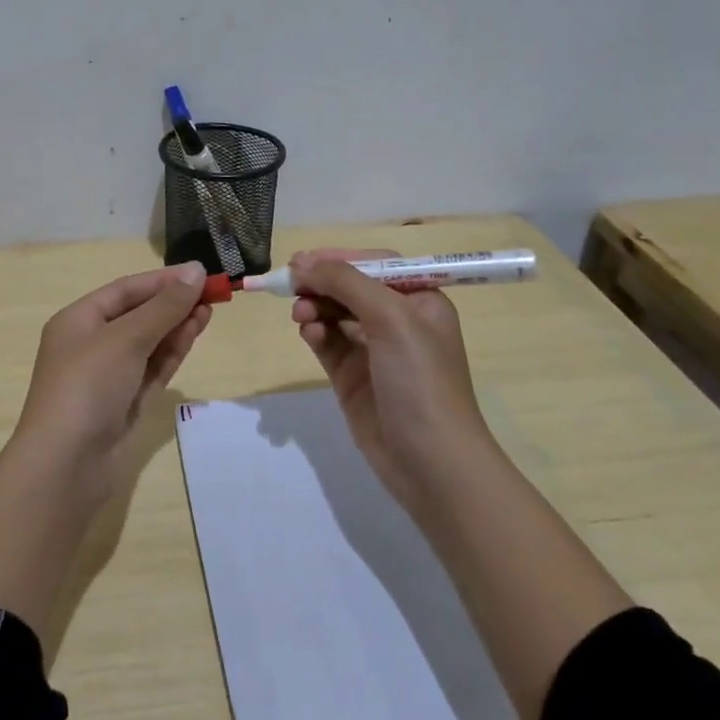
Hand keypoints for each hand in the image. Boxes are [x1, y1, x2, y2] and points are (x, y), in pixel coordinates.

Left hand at [10, 261, 212, 494]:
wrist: (66, 464)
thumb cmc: (88, 387)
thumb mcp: (126, 338)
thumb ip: (164, 307)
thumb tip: (196, 271)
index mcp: (78, 321)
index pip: (125, 290)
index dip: (163, 280)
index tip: (201, 273)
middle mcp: (91, 344)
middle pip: (138, 314)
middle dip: (173, 303)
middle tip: (213, 293)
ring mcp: (108, 376)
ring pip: (148, 342)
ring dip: (177, 325)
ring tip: (210, 310)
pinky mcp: (125, 402)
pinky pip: (152, 368)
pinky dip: (172, 351)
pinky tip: (194, 334)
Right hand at [289, 248, 493, 523]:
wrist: (429, 461)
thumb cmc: (420, 379)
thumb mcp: (391, 318)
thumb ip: (346, 283)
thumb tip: (304, 264)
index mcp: (421, 301)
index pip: (375, 265)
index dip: (340, 258)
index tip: (304, 260)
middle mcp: (398, 322)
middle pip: (351, 288)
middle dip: (322, 282)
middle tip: (290, 283)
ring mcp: (374, 351)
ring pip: (335, 314)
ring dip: (315, 306)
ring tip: (300, 314)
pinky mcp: (352, 378)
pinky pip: (327, 342)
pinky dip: (315, 332)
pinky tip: (308, 332)